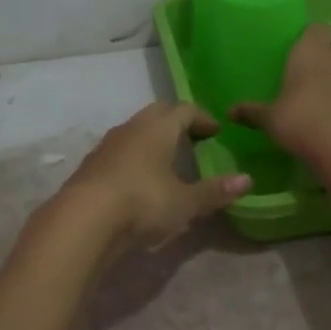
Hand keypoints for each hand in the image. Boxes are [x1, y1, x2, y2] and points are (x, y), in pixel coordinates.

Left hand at [59, 103, 251, 249]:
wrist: (83, 220)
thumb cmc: (143, 202)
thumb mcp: (185, 202)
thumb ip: (214, 191)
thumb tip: (247, 180)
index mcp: (158, 128)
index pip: (184, 110)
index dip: (202, 118)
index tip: (215, 131)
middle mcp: (131, 128)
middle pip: (157, 113)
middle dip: (176, 122)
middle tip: (192, 139)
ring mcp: (107, 145)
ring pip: (134, 132)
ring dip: (152, 140)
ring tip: (165, 160)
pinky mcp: (90, 166)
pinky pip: (118, 152)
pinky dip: (133, 158)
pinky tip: (138, 181)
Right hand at [229, 23, 330, 163]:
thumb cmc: (300, 121)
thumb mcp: (269, 119)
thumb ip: (251, 112)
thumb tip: (229, 112)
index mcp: (310, 53)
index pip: (318, 28)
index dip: (310, 35)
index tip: (297, 46)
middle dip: (320, 54)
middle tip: (301, 71)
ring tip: (313, 96)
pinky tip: (328, 117)